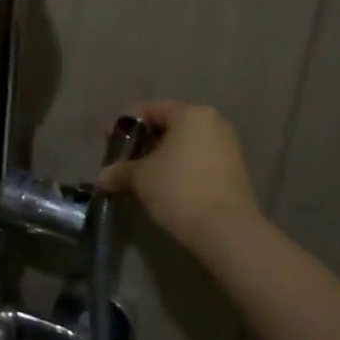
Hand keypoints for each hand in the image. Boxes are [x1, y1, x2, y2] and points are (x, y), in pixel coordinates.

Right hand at [99, 99, 262, 247]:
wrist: (227, 231)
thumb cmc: (179, 190)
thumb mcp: (140, 178)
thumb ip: (120, 171)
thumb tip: (104, 177)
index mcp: (190, 114)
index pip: (150, 108)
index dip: (125, 123)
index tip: (109, 140)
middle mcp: (213, 123)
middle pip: (170, 125)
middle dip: (144, 140)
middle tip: (124, 158)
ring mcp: (228, 147)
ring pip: (186, 144)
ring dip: (162, 156)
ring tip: (143, 175)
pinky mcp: (236, 171)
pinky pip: (199, 160)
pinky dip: (180, 168)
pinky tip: (166, 186)